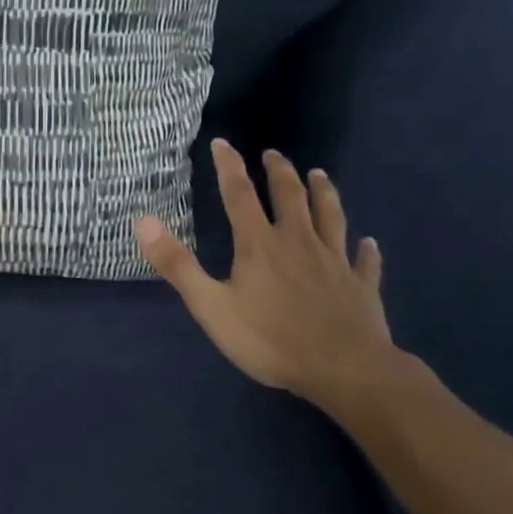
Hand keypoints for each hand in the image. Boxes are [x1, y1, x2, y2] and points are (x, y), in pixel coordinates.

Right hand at [133, 139, 407, 410]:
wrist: (345, 370)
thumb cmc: (271, 339)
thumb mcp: (211, 306)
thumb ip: (177, 264)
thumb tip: (143, 221)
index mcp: (259, 244)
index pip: (239, 194)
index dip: (229, 167)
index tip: (223, 143)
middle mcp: (298, 242)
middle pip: (290, 196)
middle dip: (279, 172)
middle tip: (274, 154)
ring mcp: (334, 262)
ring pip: (330, 217)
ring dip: (324, 194)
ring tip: (320, 175)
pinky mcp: (360, 286)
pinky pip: (364, 261)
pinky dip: (366, 250)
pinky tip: (369, 243)